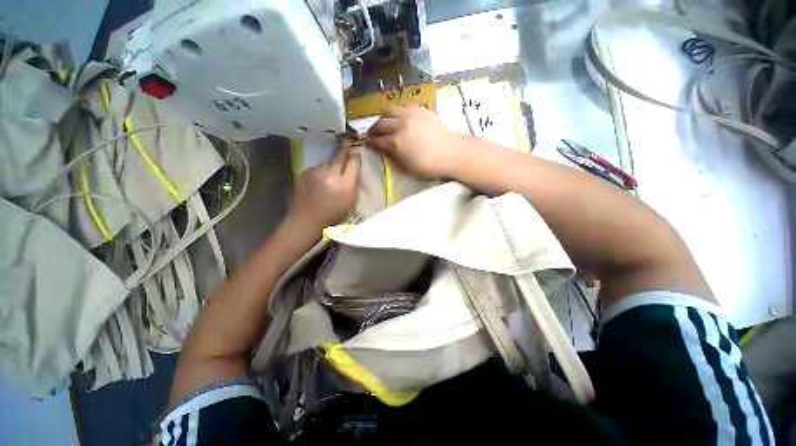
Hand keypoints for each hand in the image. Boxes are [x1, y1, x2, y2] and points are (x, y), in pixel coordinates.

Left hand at [288, 141, 360, 231]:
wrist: (306, 220)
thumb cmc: (333, 214)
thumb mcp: (350, 201)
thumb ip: (354, 184)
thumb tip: (355, 169)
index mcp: (345, 185)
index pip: (353, 162)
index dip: (356, 156)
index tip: (356, 152)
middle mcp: (331, 174)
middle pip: (340, 156)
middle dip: (345, 148)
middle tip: (348, 141)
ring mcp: (316, 172)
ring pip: (328, 162)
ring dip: (332, 164)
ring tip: (332, 174)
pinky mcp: (305, 172)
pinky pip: (318, 167)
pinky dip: (321, 171)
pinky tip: (320, 180)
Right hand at [366, 105, 468, 178]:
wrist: (453, 152)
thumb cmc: (430, 166)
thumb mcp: (408, 168)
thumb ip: (393, 157)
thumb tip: (384, 149)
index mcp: (397, 142)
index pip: (377, 140)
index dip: (370, 142)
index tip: (366, 142)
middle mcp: (401, 125)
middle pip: (380, 123)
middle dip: (373, 129)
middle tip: (372, 133)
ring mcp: (411, 114)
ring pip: (390, 110)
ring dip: (383, 117)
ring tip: (383, 122)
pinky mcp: (421, 109)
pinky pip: (403, 106)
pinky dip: (397, 112)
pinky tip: (398, 117)